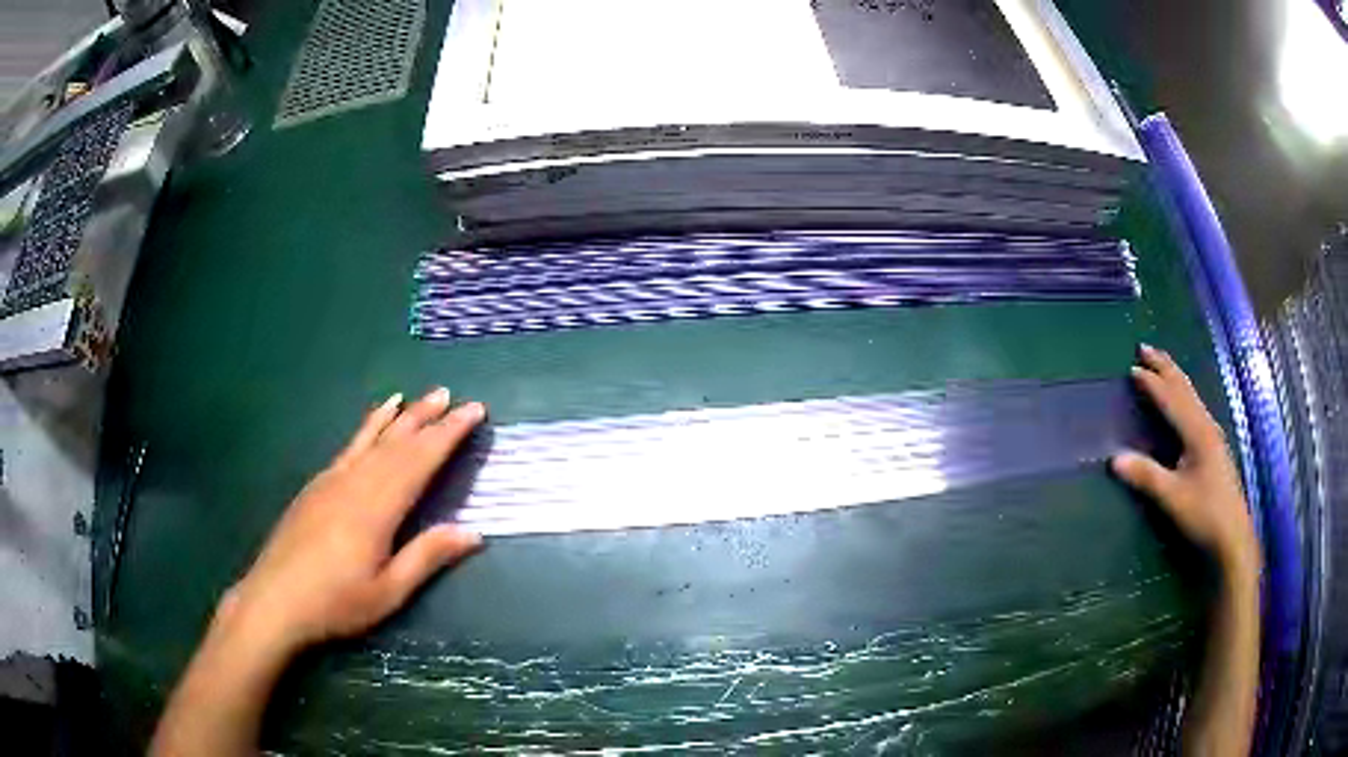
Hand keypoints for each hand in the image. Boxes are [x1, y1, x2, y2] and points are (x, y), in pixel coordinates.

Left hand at [220, 388, 486, 656]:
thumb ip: (427, 556)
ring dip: (398, 417)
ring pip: (371, 439)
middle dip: (426, 418)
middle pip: (396, 443)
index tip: (473, 411)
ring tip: (417, 396)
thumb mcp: (388, 591)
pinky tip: (374, 421)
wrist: (274, 601)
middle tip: (451, 395)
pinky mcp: (316, 486)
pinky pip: (350, 446)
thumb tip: (474, 532)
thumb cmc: (335, 603)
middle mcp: (355, 483)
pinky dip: (367, 428)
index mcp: (376, 507)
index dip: (447, 434)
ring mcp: (332, 480)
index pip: (419, 461)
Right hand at [1111, 345, 1258, 576]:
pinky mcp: (1214, 447)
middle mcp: (1206, 426)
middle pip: (1184, 388)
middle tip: (1145, 347)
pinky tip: (1183, 400)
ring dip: (1174, 377)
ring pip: (1191, 396)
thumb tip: (1113, 459)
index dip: (1152, 383)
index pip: (1171, 399)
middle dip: (1164, 367)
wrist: (1232, 535)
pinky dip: (1183, 393)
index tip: (1132, 368)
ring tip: (1162, 363)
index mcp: (1197, 432)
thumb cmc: (1204, 514)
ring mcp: (1213, 435)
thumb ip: (1146, 476)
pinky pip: (1195, 407)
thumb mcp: (1173, 498)